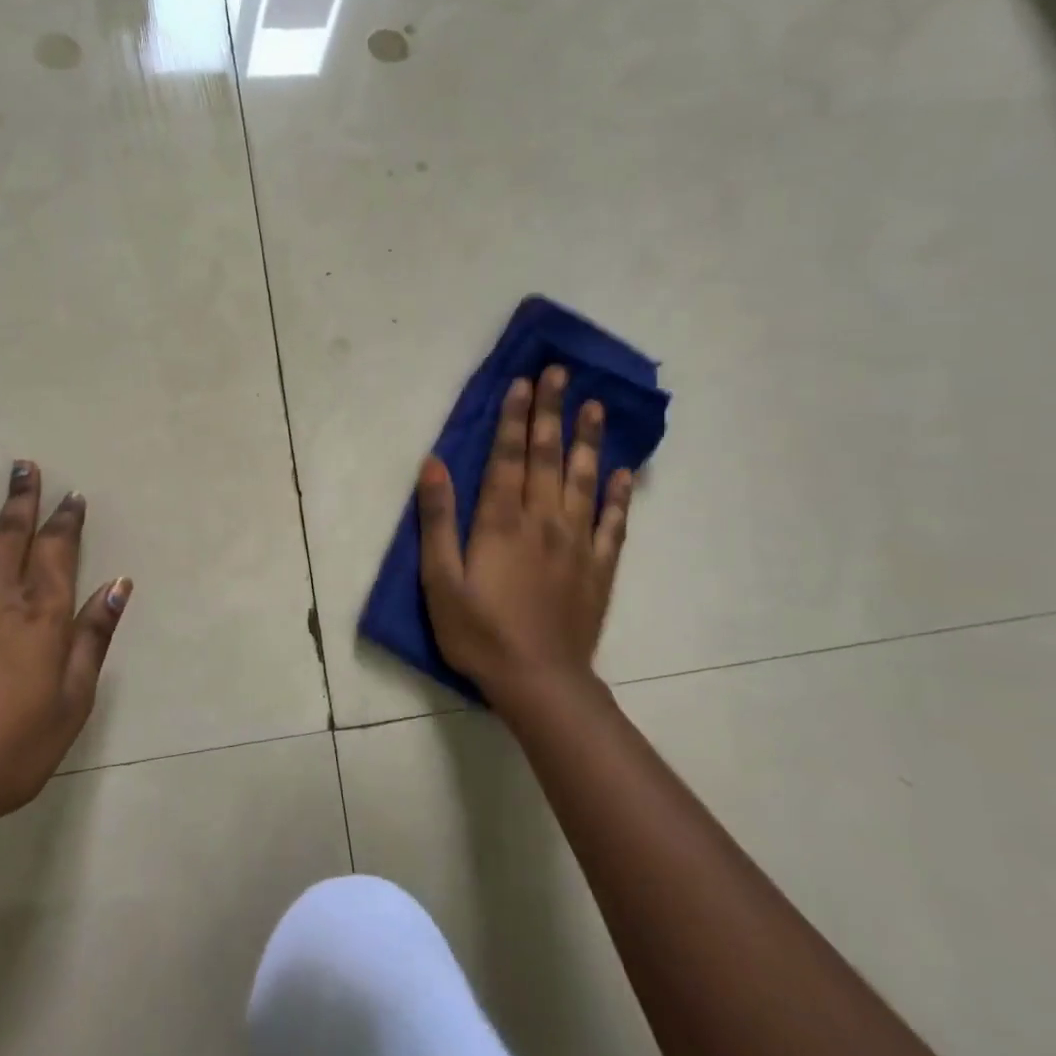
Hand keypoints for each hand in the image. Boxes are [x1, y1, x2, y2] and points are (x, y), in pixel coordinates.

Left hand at [0, 461, 130, 840]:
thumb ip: (93, 637)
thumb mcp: (70, 702)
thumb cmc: (6, 751)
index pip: (58, 549)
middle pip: (9, 533)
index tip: (73, 496)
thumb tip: (118, 584)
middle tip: (24, 467)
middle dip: (21, 499)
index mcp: (37, 611)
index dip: (67, 520)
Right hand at [416, 368, 631, 721]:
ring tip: (595, 406)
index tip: (523, 382)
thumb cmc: (479, 632)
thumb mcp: (440, 580)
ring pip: (584, 481)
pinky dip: (618, 496)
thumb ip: (437, 520)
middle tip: (560, 374)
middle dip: (551, 413)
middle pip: (547, 458)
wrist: (539, 681)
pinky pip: (612, 524)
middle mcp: (543, 522)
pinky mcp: (599, 569)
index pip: (508, 458)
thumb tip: (432, 464)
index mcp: (501, 523)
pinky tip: (622, 473)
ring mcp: (577, 544)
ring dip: (587, 441)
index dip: (514, 418)